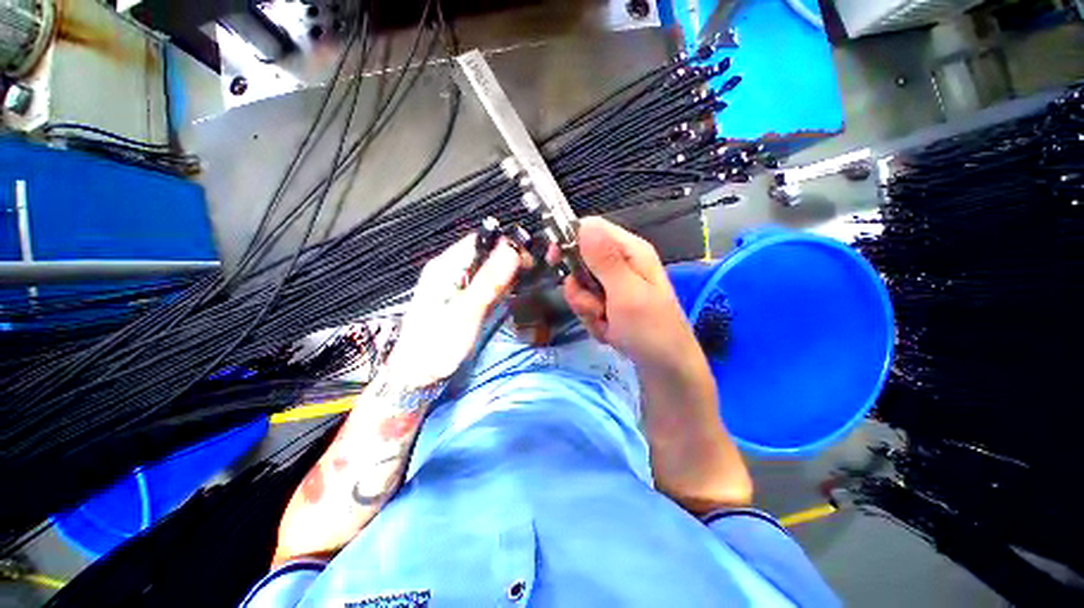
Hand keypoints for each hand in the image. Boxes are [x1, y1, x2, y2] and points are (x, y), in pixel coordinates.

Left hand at [389, 233, 525, 389]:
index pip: (479, 241)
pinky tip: (511, 293)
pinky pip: (486, 286)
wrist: (418, 377)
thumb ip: (488, 281)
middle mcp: (450, 272)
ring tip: (526, 282)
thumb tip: (512, 250)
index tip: (528, 258)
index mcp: (445, 267)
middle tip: (531, 273)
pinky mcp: (463, 302)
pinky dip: (501, 287)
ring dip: (507, 273)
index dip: (505, 245)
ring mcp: (456, 287)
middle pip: (485, 254)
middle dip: (509, 260)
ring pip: (487, 271)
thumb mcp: (466, 312)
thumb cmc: (437, 346)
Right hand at [564, 217, 751, 510]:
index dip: (569, 241)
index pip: (591, 229)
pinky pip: (587, 305)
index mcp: (631, 251)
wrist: (665, 371)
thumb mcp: (627, 293)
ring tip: (608, 324)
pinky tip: (610, 332)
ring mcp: (615, 286)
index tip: (555, 262)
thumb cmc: (651, 330)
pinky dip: (594, 320)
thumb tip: (585, 224)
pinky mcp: (611, 305)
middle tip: (597, 307)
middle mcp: (622, 264)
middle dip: (581, 289)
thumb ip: (605, 260)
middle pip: (580, 261)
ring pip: (580, 288)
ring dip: (588, 309)